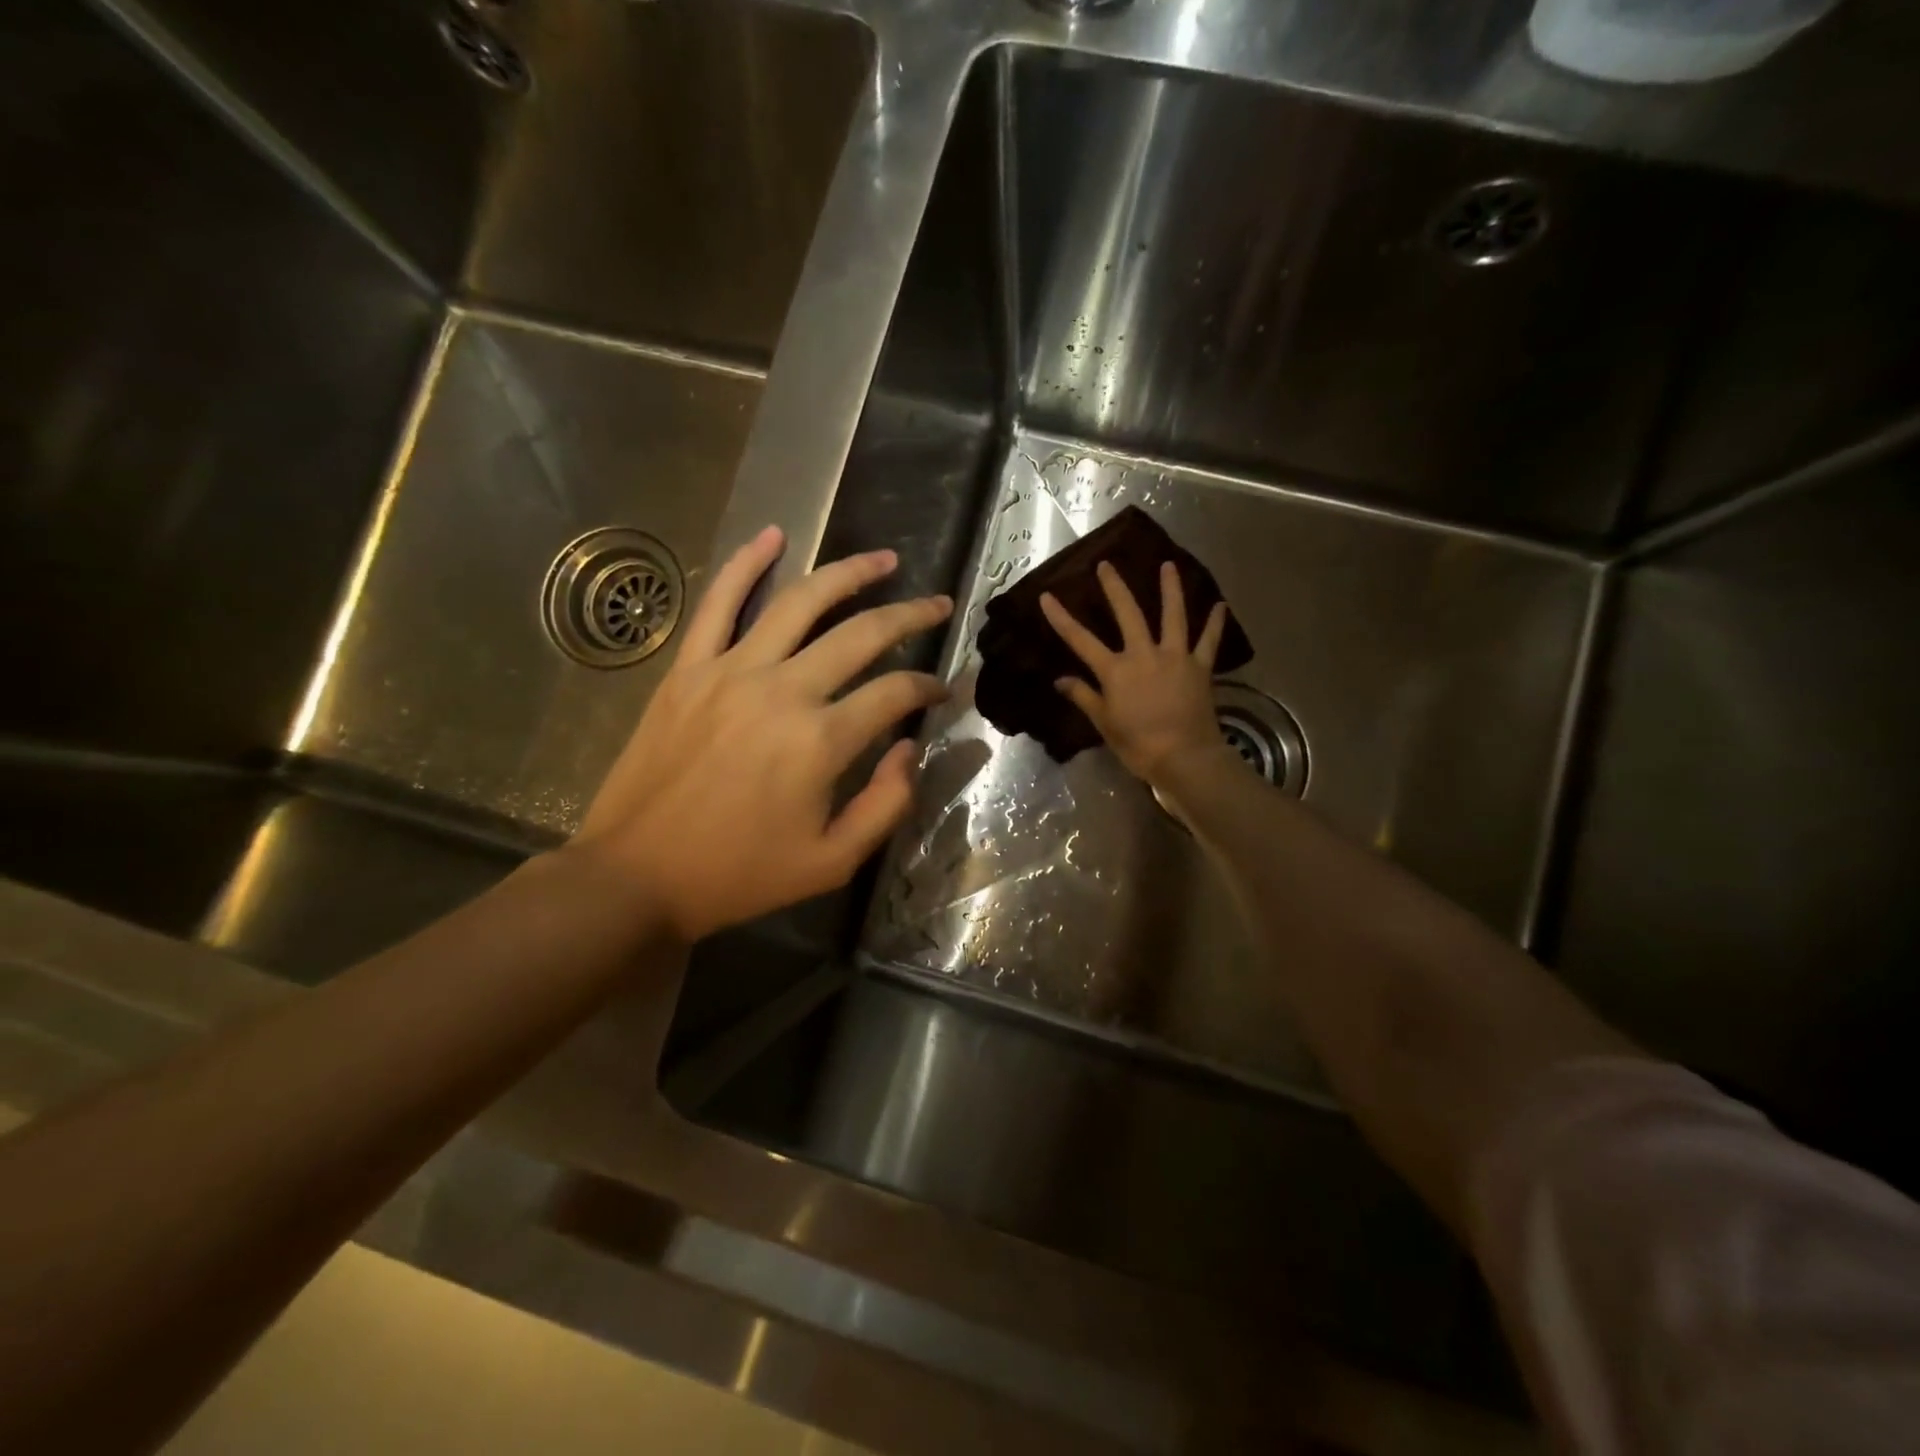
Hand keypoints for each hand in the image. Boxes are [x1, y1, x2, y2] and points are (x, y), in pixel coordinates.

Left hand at [571, 526, 951, 941]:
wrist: (637, 875)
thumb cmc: (740, 875)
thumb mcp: (833, 862)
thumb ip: (887, 804)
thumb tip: (910, 748)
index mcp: (821, 741)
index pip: (894, 694)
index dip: (928, 688)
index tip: (943, 690)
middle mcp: (782, 691)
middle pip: (861, 635)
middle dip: (909, 615)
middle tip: (937, 604)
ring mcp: (730, 671)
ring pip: (800, 603)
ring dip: (848, 573)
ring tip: (884, 560)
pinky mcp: (688, 669)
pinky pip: (718, 603)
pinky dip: (746, 563)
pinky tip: (773, 534)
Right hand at [1041, 561, 1231, 786]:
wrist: (1183, 757)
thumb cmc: (1137, 744)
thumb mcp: (1104, 723)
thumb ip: (1083, 696)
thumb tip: (1060, 680)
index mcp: (1116, 670)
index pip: (1081, 640)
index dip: (1062, 618)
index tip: (1047, 596)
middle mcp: (1144, 654)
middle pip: (1128, 614)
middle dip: (1115, 588)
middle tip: (1107, 565)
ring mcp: (1175, 657)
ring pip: (1173, 616)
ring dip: (1170, 589)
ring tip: (1168, 565)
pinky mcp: (1200, 667)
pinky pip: (1209, 641)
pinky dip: (1215, 623)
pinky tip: (1220, 606)